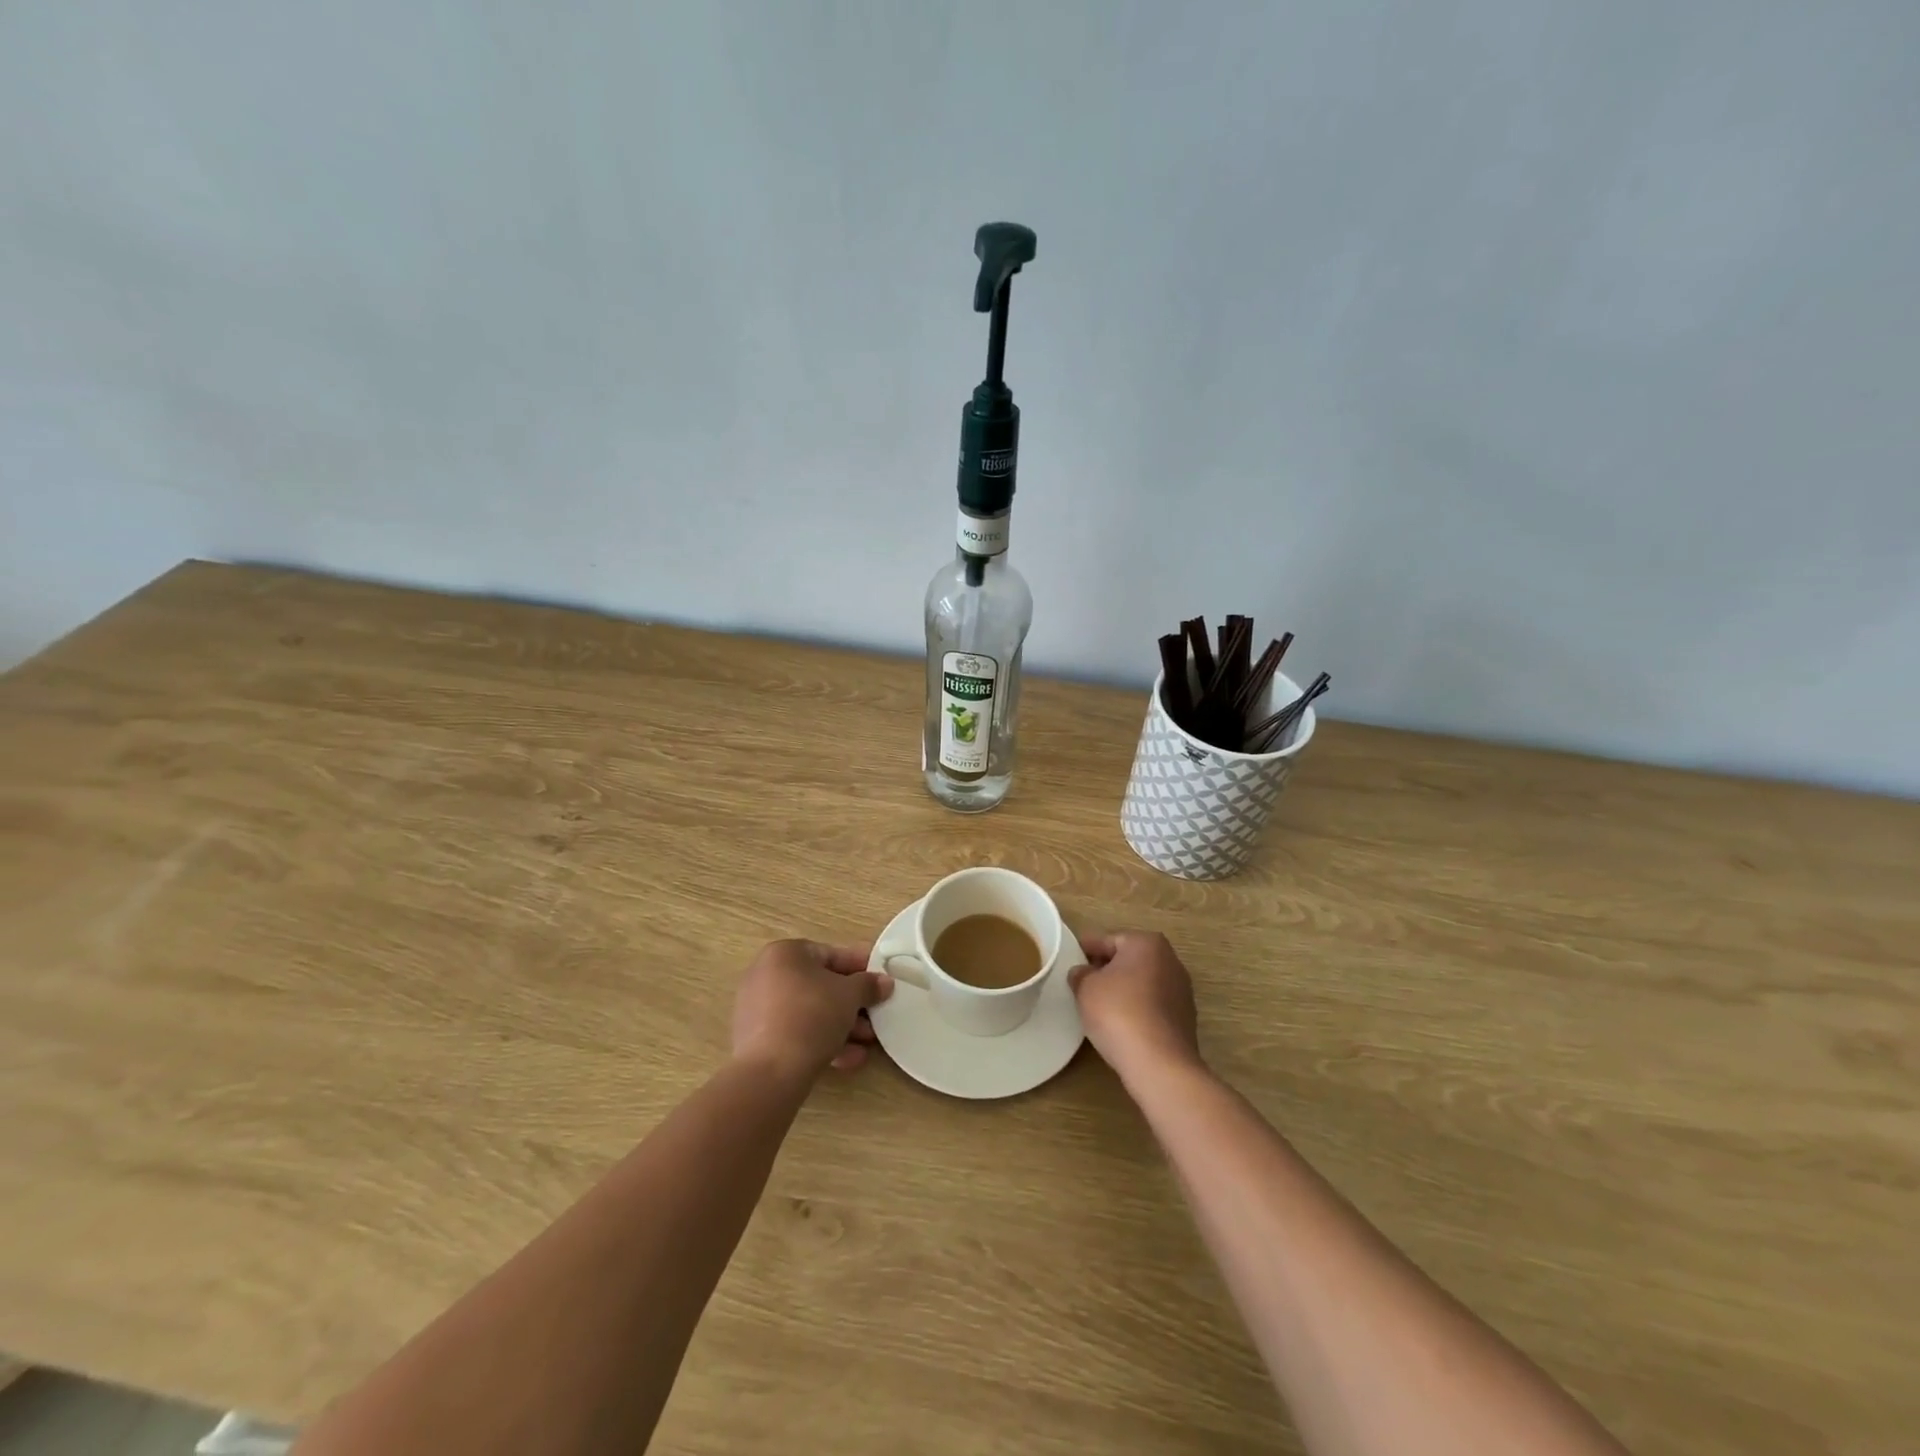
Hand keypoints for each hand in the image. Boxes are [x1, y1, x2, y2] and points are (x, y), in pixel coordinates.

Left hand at [732, 940, 892, 1081]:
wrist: (771, 1071)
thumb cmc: (812, 1015)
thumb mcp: (850, 995)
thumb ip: (868, 985)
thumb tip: (884, 982)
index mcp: (784, 953)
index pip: (830, 954)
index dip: (860, 967)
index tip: (880, 980)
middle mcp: (766, 975)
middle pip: (819, 985)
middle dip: (852, 1003)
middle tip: (876, 1015)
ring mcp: (757, 1010)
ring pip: (809, 1012)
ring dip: (841, 1025)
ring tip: (867, 1042)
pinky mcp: (756, 1041)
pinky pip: (795, 1033)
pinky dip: (821, 1042)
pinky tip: (848, 1059)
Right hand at [1069, 931, 1202, 1083]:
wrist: (1159, 1063)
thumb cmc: (1118, 1012)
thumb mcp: (1085, 988)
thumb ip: (1081, 974)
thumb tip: (1083, 973)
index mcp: (1146, 943)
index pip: (1108, 940)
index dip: (1086, 949)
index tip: (1070, 958)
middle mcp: (1170, 960)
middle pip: (1129, 960)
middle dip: (1107, 969)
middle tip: (1082, 982)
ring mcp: (1181, 990)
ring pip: (1142, 983)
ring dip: (1123, 990)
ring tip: (1098, 1005)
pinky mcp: (1184, 1018)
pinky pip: (1152, 1005)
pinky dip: (1136, 1009)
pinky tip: (1120, 1024)